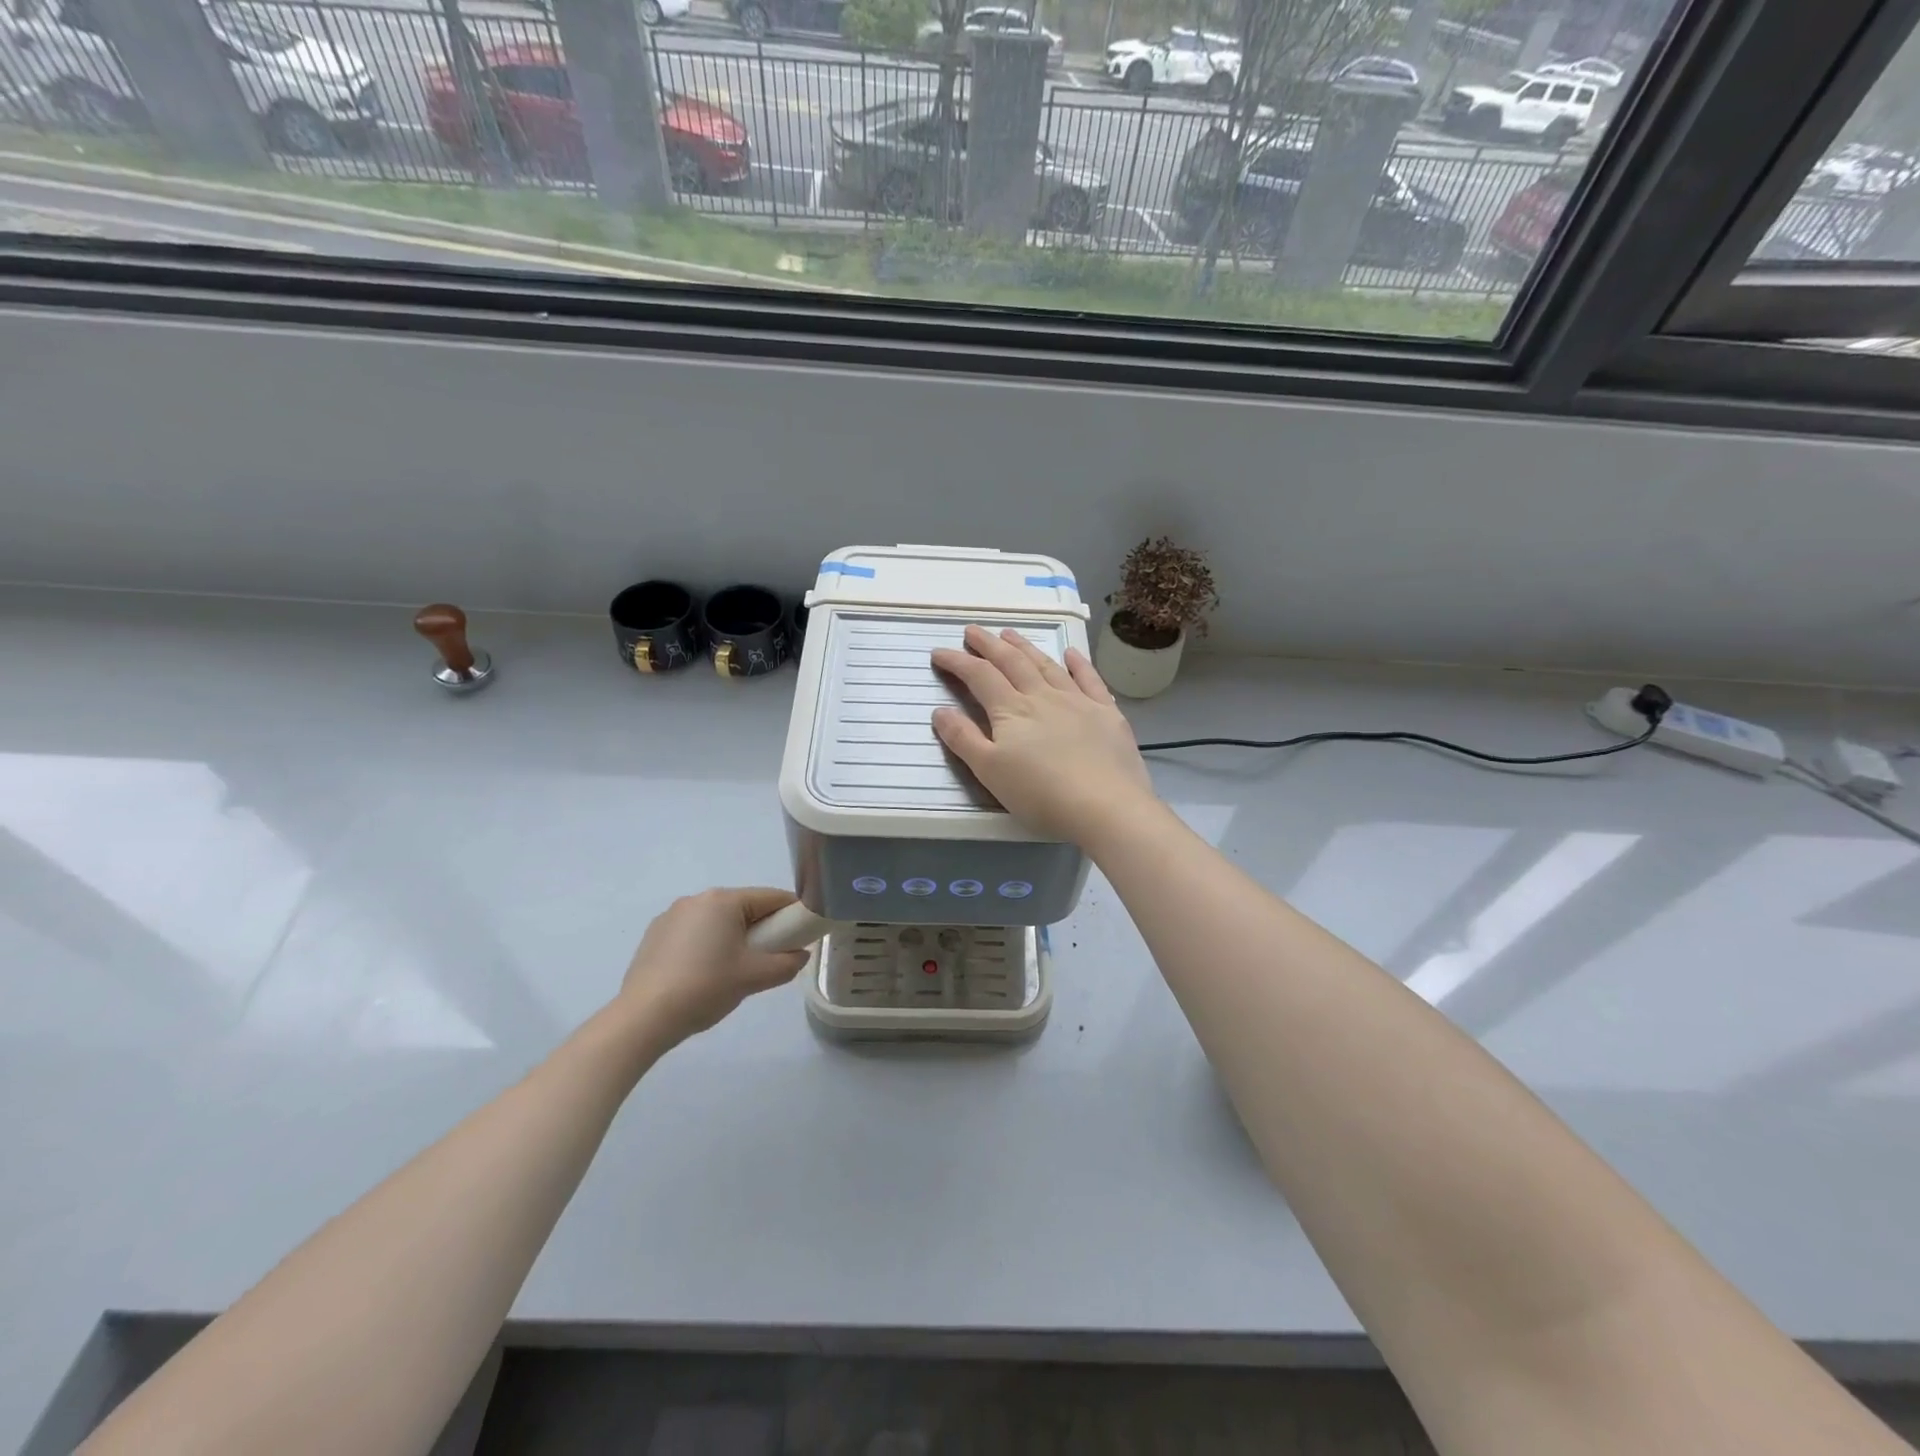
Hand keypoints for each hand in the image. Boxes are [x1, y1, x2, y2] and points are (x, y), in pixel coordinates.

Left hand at [617, 888, 809, 1047]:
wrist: (643, 1018)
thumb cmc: (706, 988)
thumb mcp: (755, 977)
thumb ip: (787, 963)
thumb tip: (800, 955)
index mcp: (723, 900)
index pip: (771, 898)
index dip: (792, 914)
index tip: (803, 935)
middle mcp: (697, 899)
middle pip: (744, 907)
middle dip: (762, 929)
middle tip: (770, 959)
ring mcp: (671, 916)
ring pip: (717, 920)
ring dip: (733, 937)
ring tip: (734, 972)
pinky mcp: (654, 935)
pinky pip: (694, 932)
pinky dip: (707, 946)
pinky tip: (703, 975)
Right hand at [931, 626, 1156, 844]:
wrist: (1106, 807)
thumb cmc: (1041, 795)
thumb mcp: (990, 772)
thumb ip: (964, 739)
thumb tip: (940, 710)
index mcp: (1012, 711)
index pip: (979, 676)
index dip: (958, 662)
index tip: (939, 652)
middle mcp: (1043, 697)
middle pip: (1012, 663)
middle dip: (989, 645)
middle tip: (973, 630)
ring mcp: (1078, 702)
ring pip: (1047, 666)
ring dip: (1026, 648)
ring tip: (1010, 634)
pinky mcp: (1107, 714)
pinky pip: (1090, 680)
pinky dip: (1078, 664)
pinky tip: (1071, 653)